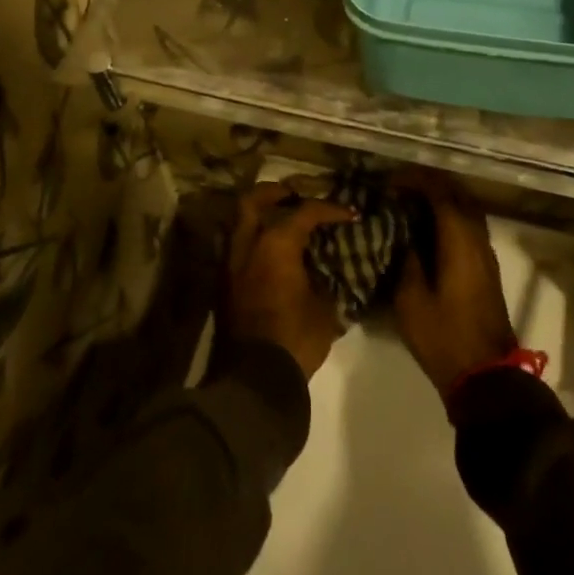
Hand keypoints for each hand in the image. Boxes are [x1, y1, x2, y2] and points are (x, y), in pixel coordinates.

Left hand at [224, 184, 354, 377]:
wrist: (254, 381)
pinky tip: (269, 255)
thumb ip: (322, 279)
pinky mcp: (223, 286)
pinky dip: (251, 242)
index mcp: (276, 244)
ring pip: (238, 224)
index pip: (305, 212)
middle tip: (294, 196)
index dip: (331, 209)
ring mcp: (230, 264)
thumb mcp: (324, 308)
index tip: (350, 214)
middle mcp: (248, 245)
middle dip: (274, 193)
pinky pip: (236, 249)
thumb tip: (323, 271)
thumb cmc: (295, 338)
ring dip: (258, 217)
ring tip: (279, 223)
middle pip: (253, 201)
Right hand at [392, 168, 517, 395]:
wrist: (486, 376)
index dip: (413, 180)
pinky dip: (449, 217)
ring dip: (441, 200)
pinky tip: (427, 230)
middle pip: (457, 193)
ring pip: (466, 208)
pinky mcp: (487, 267)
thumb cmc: (444, 336)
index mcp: (459, 239)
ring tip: (410, 205)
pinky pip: (468, 226)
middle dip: (428, 184)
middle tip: (398, 189)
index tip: (388, 182)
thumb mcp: (410, 300)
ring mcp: (486, 252)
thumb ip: (405, 258)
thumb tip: (402, 233)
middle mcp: (477, 237)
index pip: (439, 191)